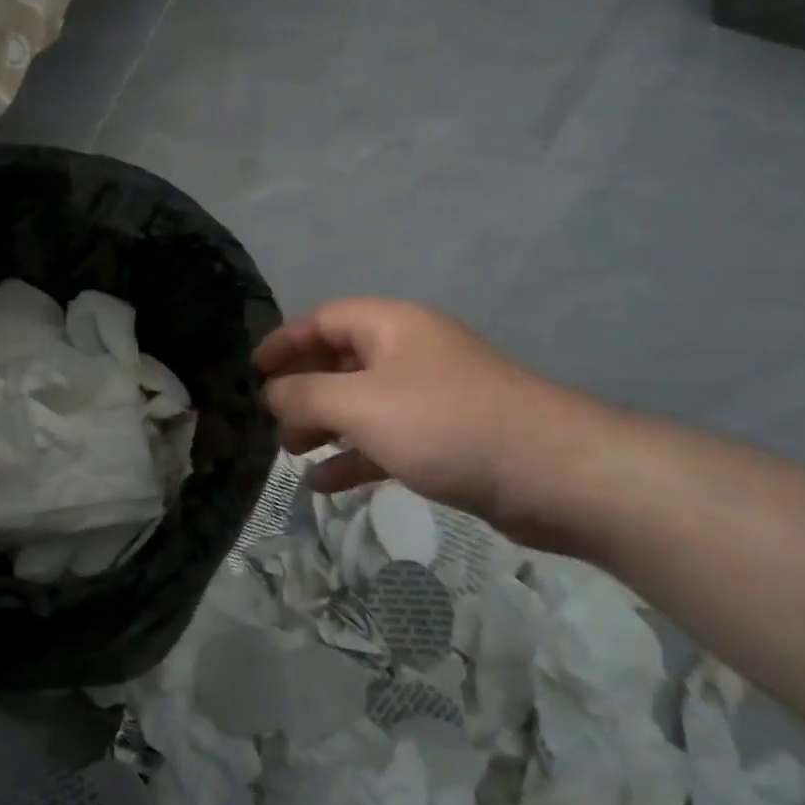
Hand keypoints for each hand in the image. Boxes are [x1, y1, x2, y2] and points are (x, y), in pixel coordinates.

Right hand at [254, 298, 614, 547]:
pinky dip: (354, 457)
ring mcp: (430, 397)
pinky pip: (386, 440)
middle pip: (341, 360)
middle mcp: (410, 353)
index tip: (251, 370)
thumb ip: (306, 396)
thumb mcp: (362, 405)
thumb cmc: (446, 424)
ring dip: (324, 425)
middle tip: (270, 421)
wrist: (553, 473)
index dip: (284, 341)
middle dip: (302, 389)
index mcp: (391, 326)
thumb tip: (271, 394)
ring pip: (361, 404)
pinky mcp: (445, 439)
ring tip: (291, 454)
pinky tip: (325, 485)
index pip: (324, 319)